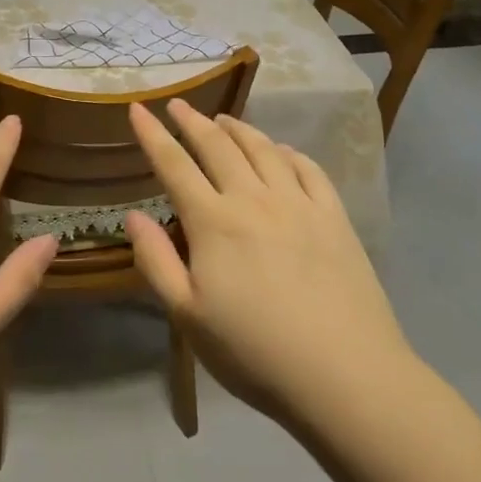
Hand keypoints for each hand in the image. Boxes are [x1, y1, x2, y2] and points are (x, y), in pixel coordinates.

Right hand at [125, 101, 412, 431]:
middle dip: (193, 121)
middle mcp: (253, 199)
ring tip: (224, 119)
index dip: (152, 134)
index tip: (138, 108)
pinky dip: (288, 152)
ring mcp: (298, 204)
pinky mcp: (334, 217)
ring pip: (263, 148)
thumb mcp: (188, 317)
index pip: (174, 164)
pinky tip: (282, 152)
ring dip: (238, 128)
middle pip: (217, 146)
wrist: (346, 376)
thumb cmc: (255, 353)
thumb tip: (134, 216)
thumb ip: (157, 262)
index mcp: (214, 222)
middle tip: (178, 104)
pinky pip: (308, 169)